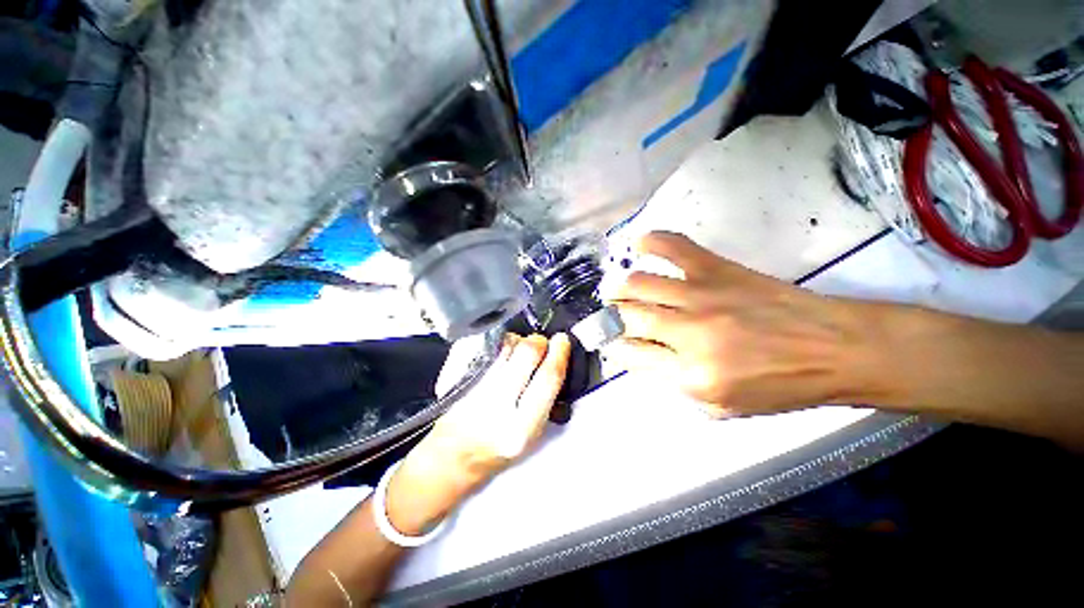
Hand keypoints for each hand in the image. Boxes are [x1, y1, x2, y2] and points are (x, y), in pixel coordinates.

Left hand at [385, 333, 570, 534]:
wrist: (453, 455)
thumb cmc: (496, 449)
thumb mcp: (531, 434)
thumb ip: (545, 400)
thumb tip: (556, 362)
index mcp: (521, 427)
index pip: (547, 378)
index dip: (559, 354)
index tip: (562, 341)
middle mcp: (498, 406)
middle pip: (527, 353)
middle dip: (539, 342)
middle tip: (543, 343)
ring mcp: (478, 387)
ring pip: (507, 346)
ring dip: (522, 341)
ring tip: (524, 349)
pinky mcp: (464, 376)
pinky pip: (491, 348)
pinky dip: (504, 343)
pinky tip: (507, 351)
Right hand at [609, 232, 876, 418]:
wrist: (836, 349)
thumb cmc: (781, 386)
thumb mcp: (722, 407)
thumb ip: (674, 384)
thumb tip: (642, 354)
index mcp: (691, 375)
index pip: (630, 354)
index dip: (615, 347)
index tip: (615, 342)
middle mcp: (689, 333)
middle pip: (628, 317)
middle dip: (611, 317)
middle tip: (612, 316)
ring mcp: (701, 296)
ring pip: (638, 284)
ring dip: (619, 288)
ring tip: (617, 291)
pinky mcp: (717, 269)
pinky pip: (673, 246)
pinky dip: (649, 241)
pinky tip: (637, 245)